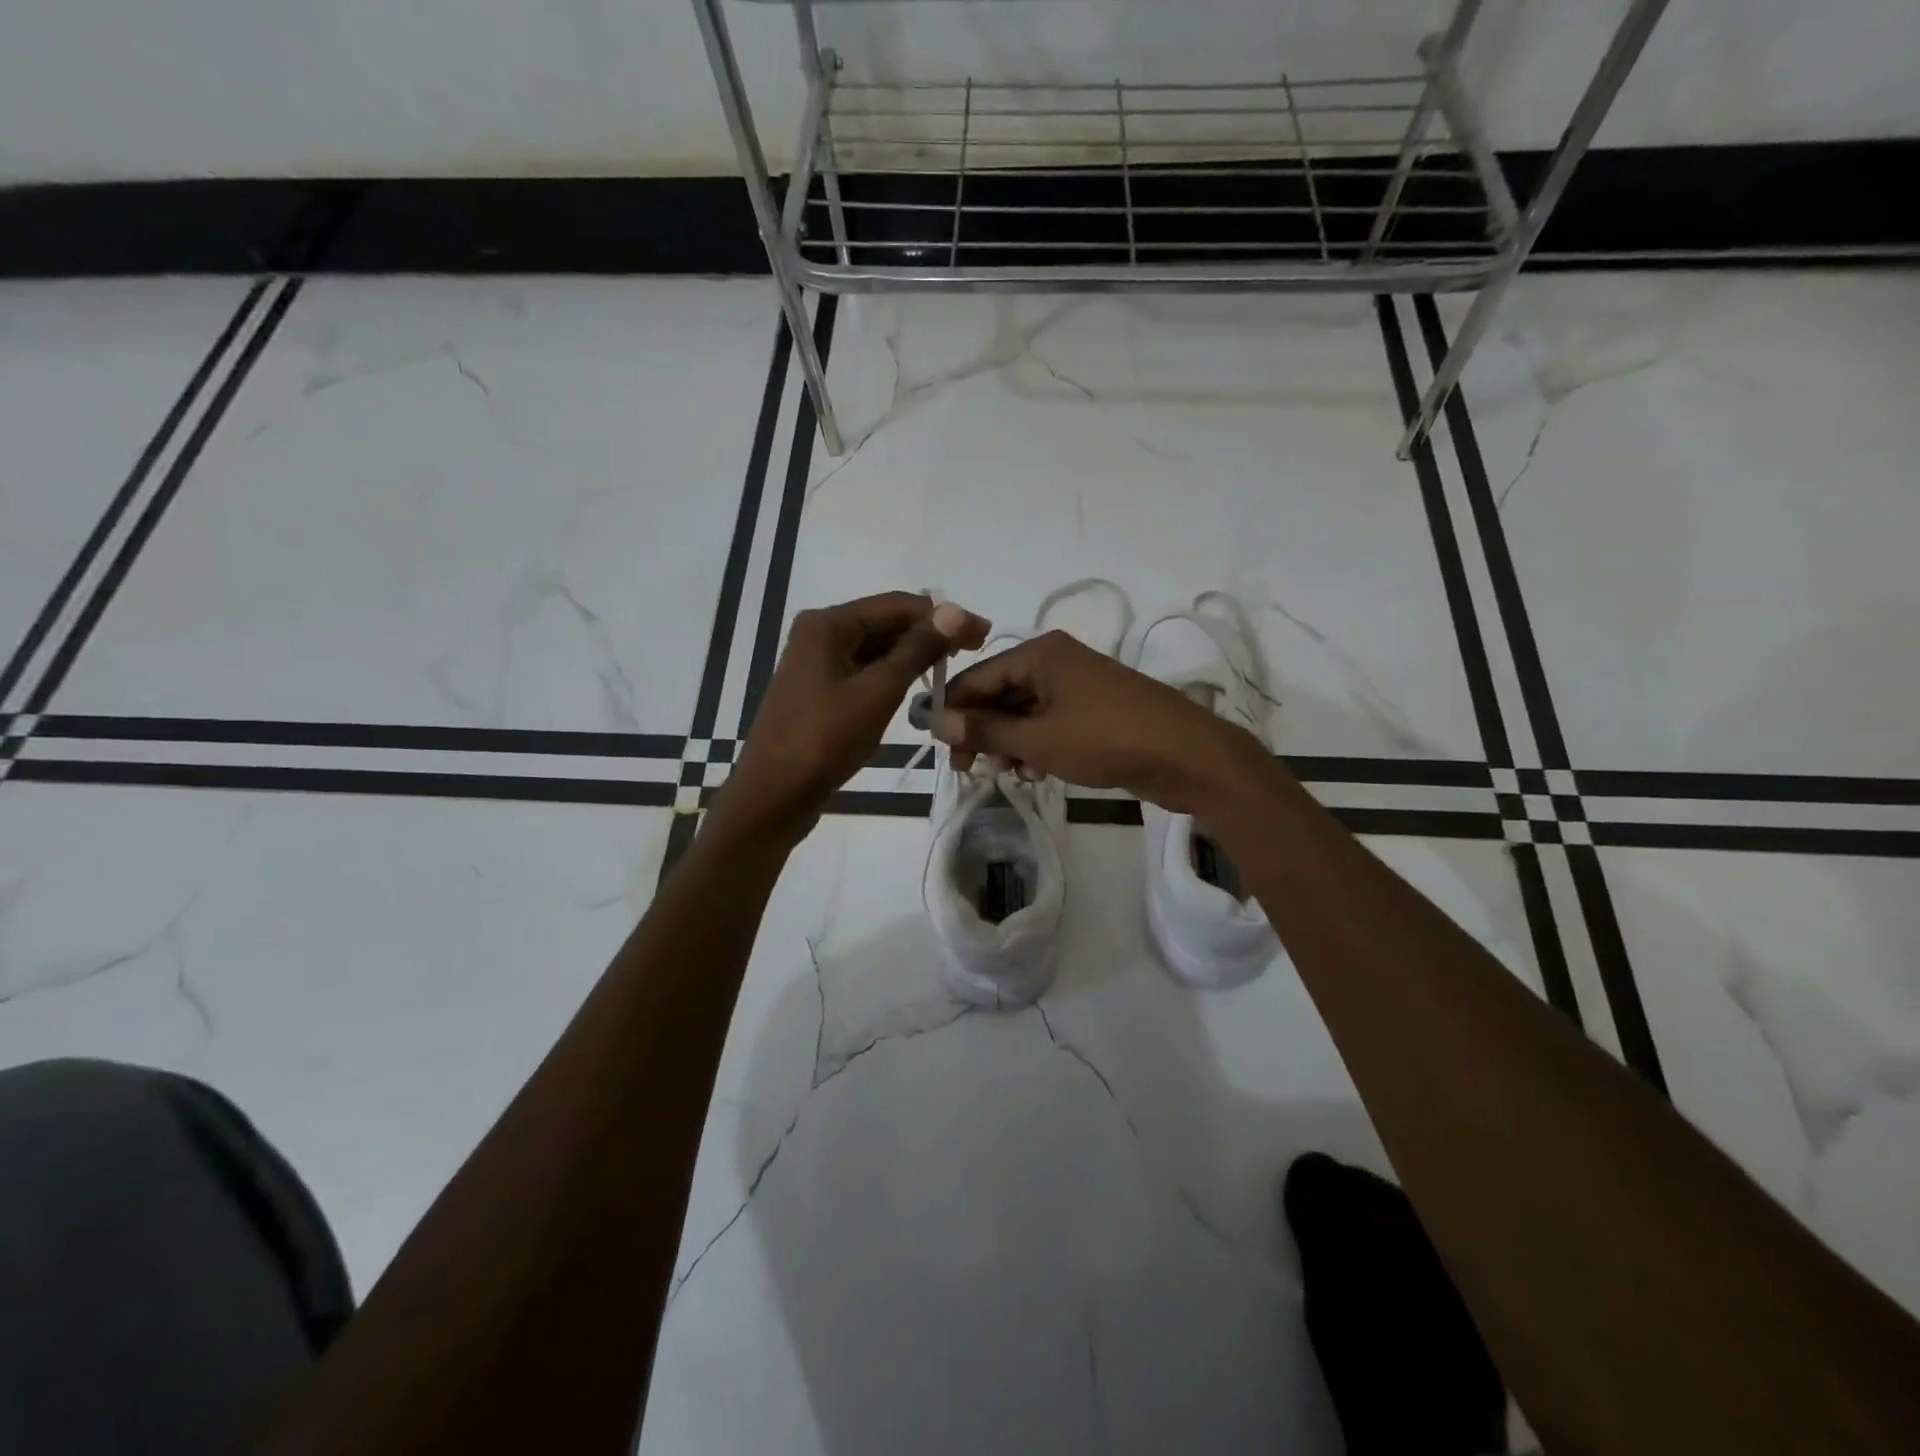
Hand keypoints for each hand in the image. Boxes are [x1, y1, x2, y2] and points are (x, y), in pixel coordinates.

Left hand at [719, 592, 989, 842]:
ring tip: (952, 669)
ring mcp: (817, 663)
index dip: (943, 616)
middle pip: (885, 622)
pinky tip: (918, 686)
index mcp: (828, 624)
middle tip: (975, 650)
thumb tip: (955, 611)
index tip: (982, 633)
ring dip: (913, 655)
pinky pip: (864, 671)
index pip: (897, 604)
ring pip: (876, 648)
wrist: (774, 795)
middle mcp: (820, 634)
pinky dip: (893, 675)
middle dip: (929, 634)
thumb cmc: (825, 739)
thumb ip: (917, 649)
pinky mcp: (820, 691)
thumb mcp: (878, 692)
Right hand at [932, 630, 1269, 814]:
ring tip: (1007, 772)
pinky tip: (1035, 771)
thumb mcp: (1038, 738)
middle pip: (1000, 693)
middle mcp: (1056, 661)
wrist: (1186, 755)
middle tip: (969, 768)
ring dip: (1009, 742)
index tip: (938, 747)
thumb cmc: (1105, 739)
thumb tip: (936, 720)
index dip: (954, 711)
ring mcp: (1078, 685)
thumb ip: (986, 729)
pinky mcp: (1094, 710)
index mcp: (1039, 654)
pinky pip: (1050, 722)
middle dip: (983, 730)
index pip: (977, 676)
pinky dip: (1036, 744)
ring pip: (1025, 711)